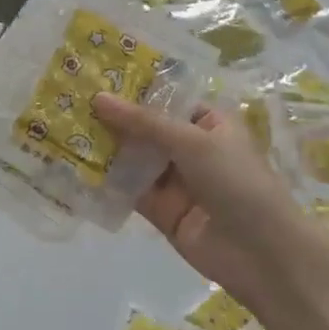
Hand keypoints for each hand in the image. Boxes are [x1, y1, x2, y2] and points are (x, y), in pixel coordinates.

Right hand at [92, 95, 321, 318]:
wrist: (264, 255)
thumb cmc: (238, 183)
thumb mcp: (192, 142)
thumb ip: (143, 122)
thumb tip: (98, 97)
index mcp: (208, 122)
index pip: (165, 98)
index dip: (133, 88)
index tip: (94, 74)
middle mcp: (190, 147)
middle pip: (145, 128)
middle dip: (112, 118)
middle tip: (69, 100)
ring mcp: (174, 180)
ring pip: (133, 158)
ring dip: (105, 147)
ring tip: (63, 127)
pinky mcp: (161, 210)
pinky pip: (130, 190)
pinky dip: (106, 180)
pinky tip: (75, 166)